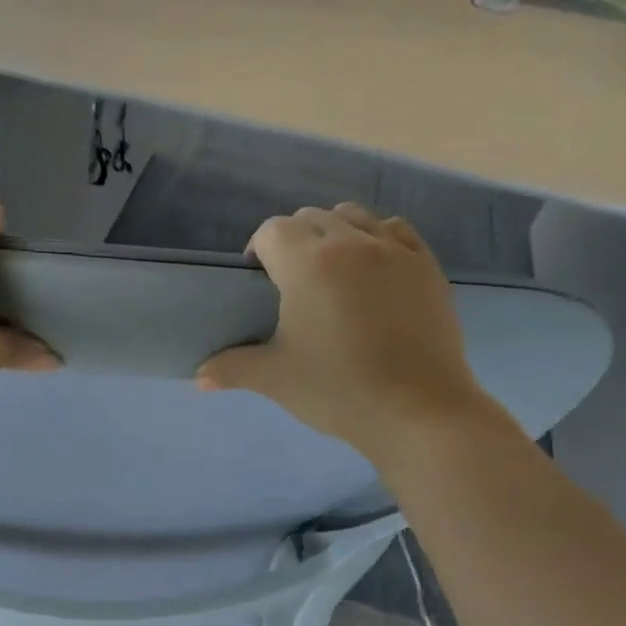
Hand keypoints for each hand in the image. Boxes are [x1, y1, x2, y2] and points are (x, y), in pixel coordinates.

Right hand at [197, 203, 489, 458]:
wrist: (418, 410)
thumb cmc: (337, 390)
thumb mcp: (275, 379)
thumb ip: (232, 369)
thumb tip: (199, 378)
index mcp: (307, 264)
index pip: (272, 230)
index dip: (258, 249)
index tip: (257, 279)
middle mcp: (350, 242)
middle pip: (311, 216)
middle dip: (294, 238)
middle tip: (290, 280)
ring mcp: (394, 250)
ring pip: (354, 215)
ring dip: (334, 231)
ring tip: (332, 269)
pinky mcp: (426, 266)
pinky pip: (395, 229)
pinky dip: (377, 237)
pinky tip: (374, 267)